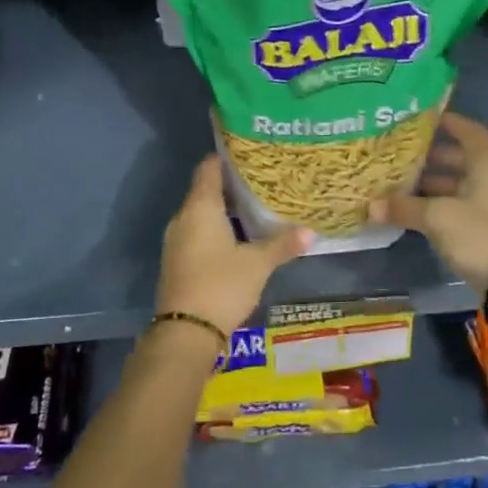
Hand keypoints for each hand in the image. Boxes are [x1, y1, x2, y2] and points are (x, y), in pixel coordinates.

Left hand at [156, 156, 310, 336]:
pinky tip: (238, 239)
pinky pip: (197, 234)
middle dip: (231, 186)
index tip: (249, 155)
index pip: (208, 168)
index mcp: (200, 208)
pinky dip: (216, 230)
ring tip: (255, 209)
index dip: (227, 158)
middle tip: (262, 182)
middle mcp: (183, 218)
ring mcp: (177, 241)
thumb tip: (310, 231)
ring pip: (201, 214)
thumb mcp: (258, 264)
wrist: (185, 332)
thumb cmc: (221, 285)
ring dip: (225, 211)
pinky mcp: (177, 261)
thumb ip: (282, 245)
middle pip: (205, 190)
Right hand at [370, 112, 487, 295]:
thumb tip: (370, 206)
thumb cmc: (479, 235)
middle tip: (401, 153)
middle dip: (432, 156)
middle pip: (462, 159)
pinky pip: (459, 205)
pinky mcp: (487, 228)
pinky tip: (414, 210)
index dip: (449, 122)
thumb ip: (403, 208)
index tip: (424, 118)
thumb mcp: (437, 217)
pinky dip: (438, 204)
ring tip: (400, 183)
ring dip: (432, 183)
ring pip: (459, 185)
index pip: (470, 132)